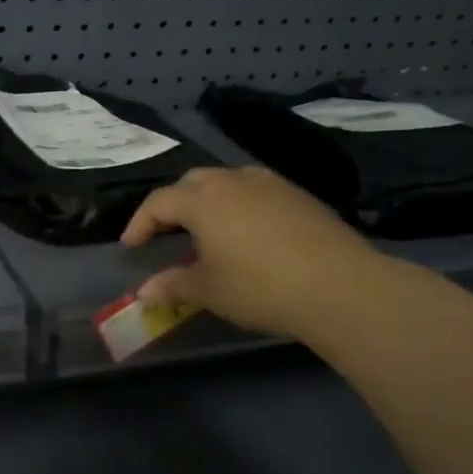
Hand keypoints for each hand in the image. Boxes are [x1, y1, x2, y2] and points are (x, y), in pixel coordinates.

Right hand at [120, 167, 383, 336]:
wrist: (341, 286)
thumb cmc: (260, 287)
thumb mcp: (209, 291)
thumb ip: (172, 286)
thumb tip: (143, 292)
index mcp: (203, 200)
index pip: (158, 202)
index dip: (139, 223)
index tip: (131, 246)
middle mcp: (234, 181)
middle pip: (191, 183)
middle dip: (172, 204)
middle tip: (166, 232)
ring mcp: (271, 184)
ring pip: (226, 181)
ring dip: (207, 200)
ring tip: (207, 229)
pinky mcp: (299, 195)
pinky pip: (255, 191)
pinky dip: (239, 205)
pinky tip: (247, 232)